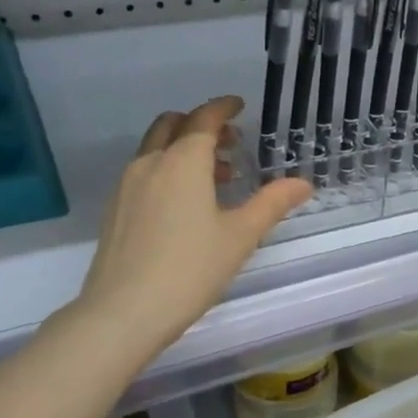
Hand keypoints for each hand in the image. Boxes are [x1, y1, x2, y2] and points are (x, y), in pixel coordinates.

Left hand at [71, 97, 310, 357]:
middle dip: (201, 125)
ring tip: (214, 178)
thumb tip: (303, 183)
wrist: (124, 311)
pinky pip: (144, 172)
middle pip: (172, 125)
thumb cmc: (191, 270)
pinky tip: (184, 204)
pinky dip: (166, 169)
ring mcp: (127, 186)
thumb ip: (272, 203)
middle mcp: (150, 163)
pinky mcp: (115, 209)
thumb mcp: (241, 236)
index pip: (204, 119)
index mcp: (183, 162)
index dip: (223, 108)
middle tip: (229, 143)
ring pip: (155, 149)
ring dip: (183, 149)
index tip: (239, 105)